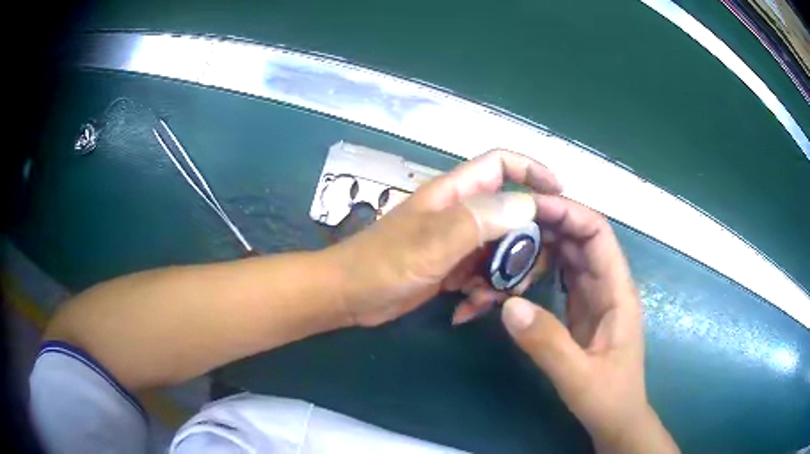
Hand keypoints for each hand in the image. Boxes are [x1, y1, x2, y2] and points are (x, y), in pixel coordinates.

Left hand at [325, 149, 561, 326]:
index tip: (559, 193)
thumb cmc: (383, 263)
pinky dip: (481, 292)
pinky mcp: (450, 268)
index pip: (501, 165)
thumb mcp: (433, 241)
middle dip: (523, 243)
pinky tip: (466, 309)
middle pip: (510, 214)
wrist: (349, 296)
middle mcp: (460, 213)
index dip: (532, 170)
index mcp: (456, 193)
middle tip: (527, 272)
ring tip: (487, 298)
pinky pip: (482, 274)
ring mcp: (456, 242)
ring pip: (499, 250)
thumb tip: (527, 204)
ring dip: (501, 276)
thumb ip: (480, 219)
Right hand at [500, 196, 677, 452]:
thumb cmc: (609, 398)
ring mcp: (593, 296)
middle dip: (543, 226)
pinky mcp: (580, 309)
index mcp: (617, 292)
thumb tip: (508, 305)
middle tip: (501, 228)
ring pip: (566, 255)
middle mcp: (607, 285)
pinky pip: (558, 277)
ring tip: (501, 254)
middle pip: (578, 238)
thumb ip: (548, 344)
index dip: (567, 212)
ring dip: (536, 249)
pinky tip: (512, 278)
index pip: (597, 233)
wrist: (617, 419)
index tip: (529, 207)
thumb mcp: (578, 378)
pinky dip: (536, 271)